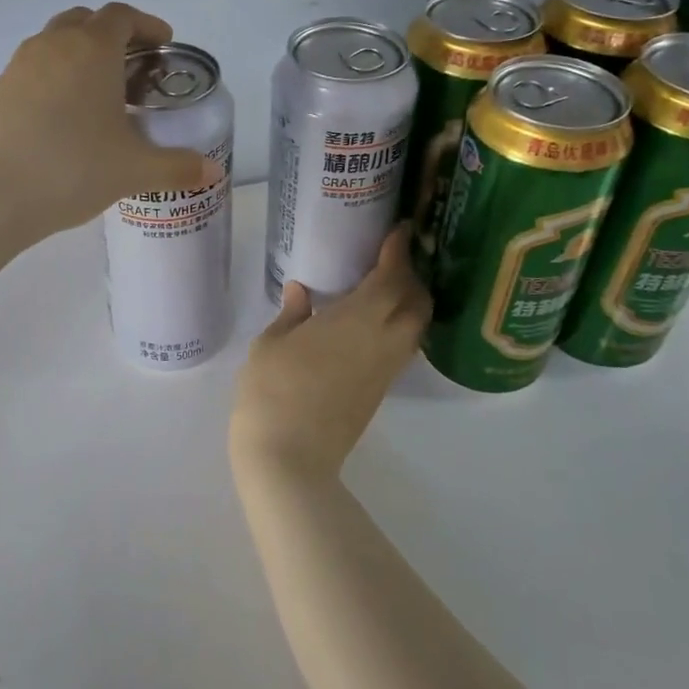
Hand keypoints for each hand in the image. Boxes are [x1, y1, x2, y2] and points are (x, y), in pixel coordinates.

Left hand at [0, 3, 223, 239]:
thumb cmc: (70, 168)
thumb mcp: (132, 170)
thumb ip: (175, 167)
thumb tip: (211, 172)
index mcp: (91, 49)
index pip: (122, 16)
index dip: (147, 25)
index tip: (164, 45)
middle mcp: (53, 45)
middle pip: (86, 21)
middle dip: (113, 36)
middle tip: (133, 68)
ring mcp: (18, 66)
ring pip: (56, 43)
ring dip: (81, 56)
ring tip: (99, 95)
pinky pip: (34, 70)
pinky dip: (55, 79)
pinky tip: (64, 120)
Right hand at [230, 228, 431, 484]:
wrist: (290, 457)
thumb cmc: (272, 391)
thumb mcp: (270, 344)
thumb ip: (292, 313)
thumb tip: (302, 291)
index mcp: (357, 320)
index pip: (392, 277)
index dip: (398, 252)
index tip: (399, 231)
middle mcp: (382, 342)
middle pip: (417, 303)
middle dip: (412, 277)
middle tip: (390, 261)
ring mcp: (385, 370)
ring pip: (415, 329)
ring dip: (410, 304)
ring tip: (386, 290)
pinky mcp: (380, 392)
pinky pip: (402, 349)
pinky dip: (399, 328)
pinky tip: (372, 325)